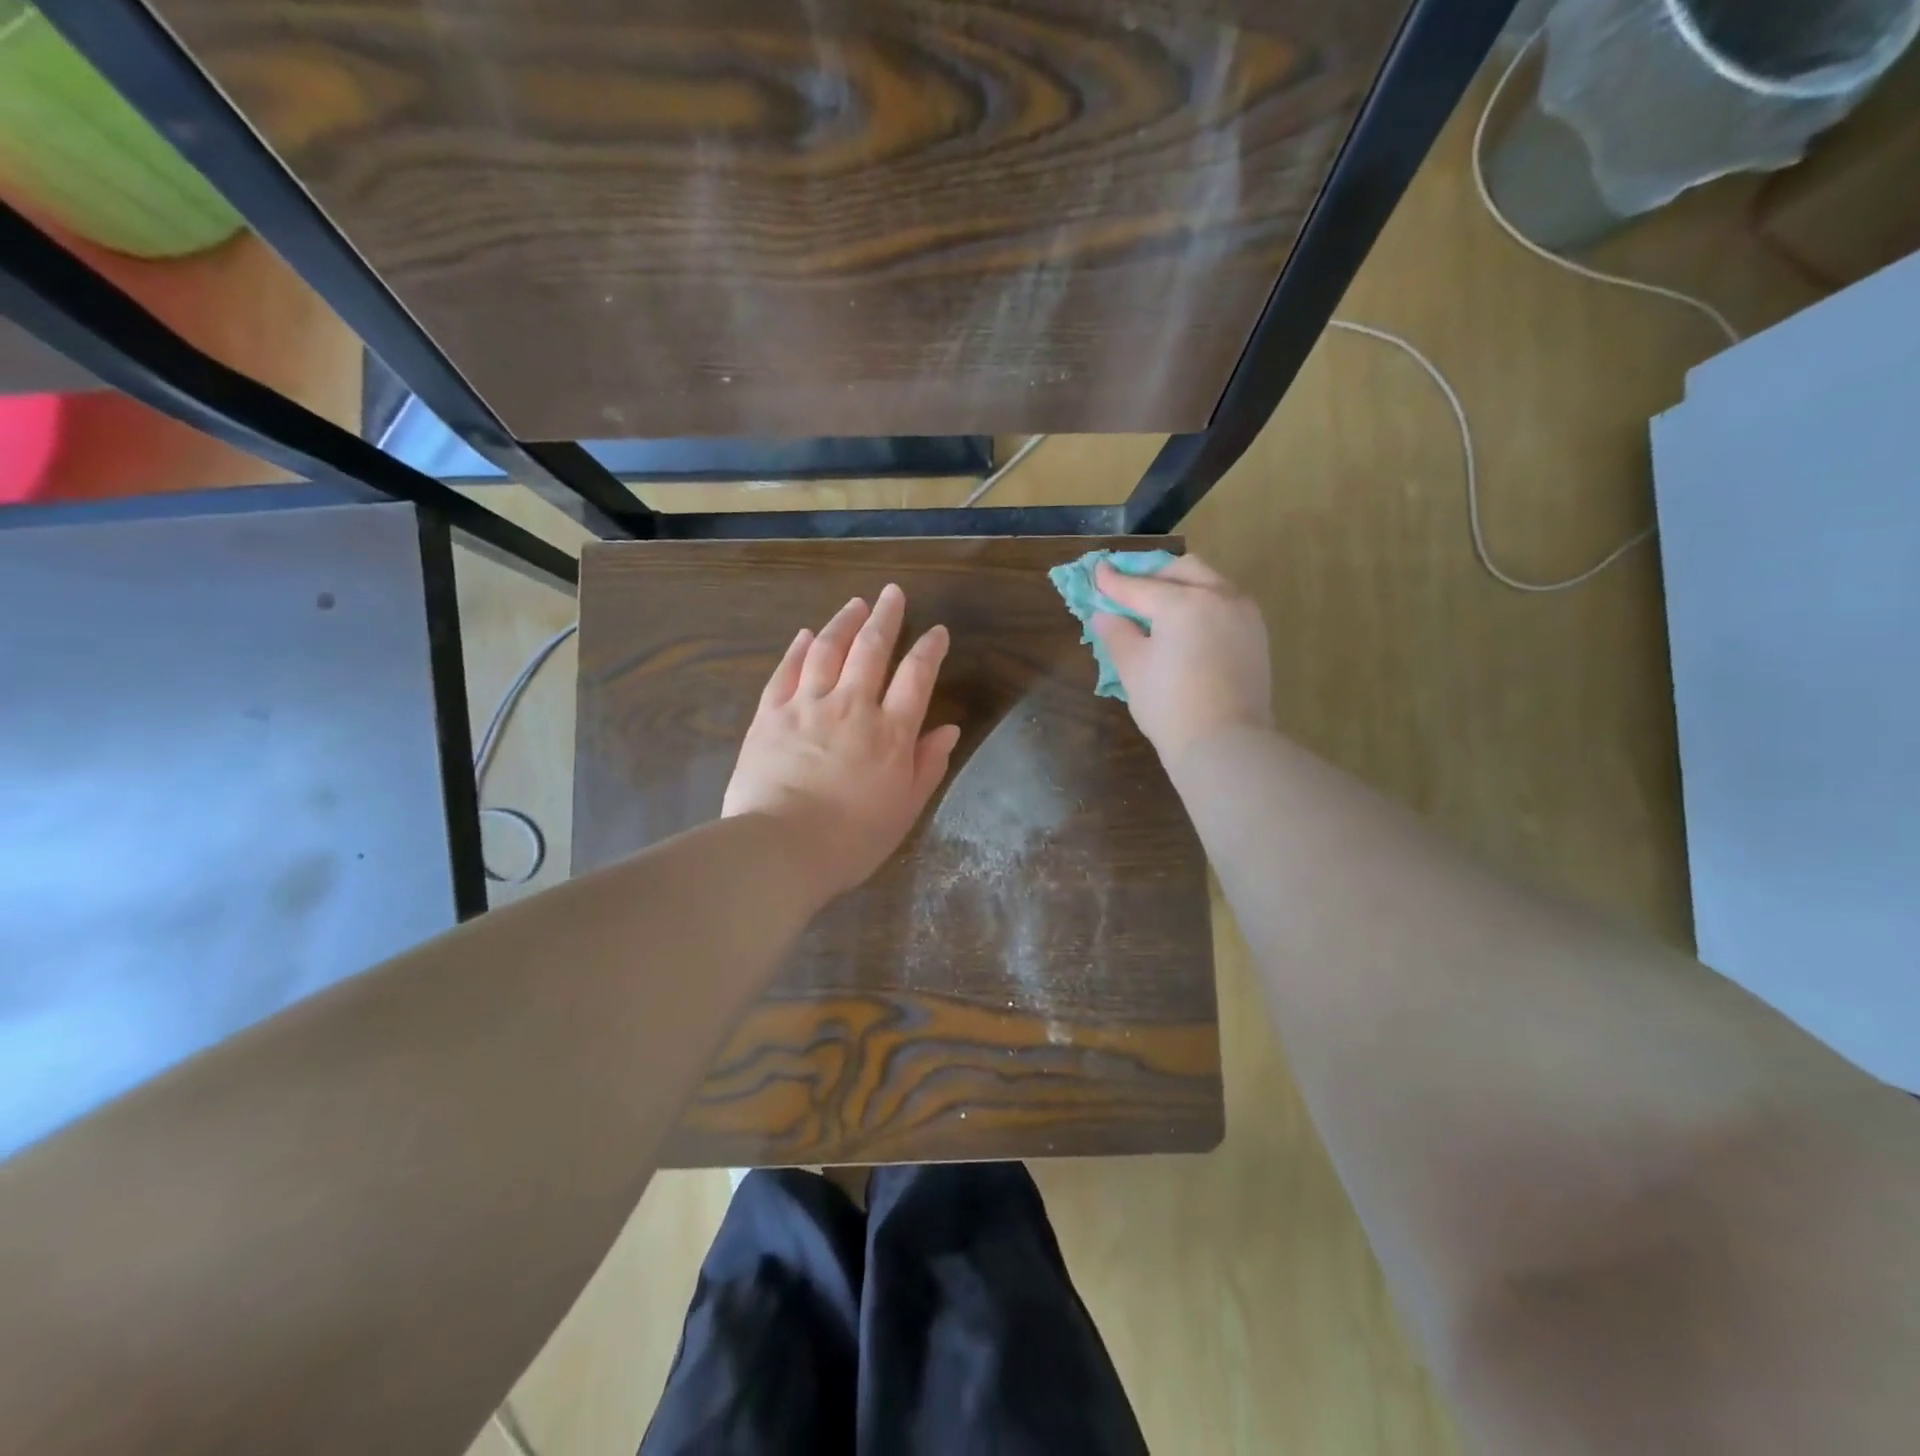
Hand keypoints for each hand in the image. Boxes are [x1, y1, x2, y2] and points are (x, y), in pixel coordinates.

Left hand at [723, 584, 961, 900]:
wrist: (781, 848)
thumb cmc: (852, 839)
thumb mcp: (904, 809)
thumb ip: (927, 765)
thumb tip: (949, 729)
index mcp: (890, 732)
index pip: (916, 676)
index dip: (929, 649)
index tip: (936, 631)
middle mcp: (851, 706)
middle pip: (871, 649)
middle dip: (886, 617)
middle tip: (892, 592)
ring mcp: (807, 705)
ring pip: (828, 649)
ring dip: (844, 622)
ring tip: (855, 604)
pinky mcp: (770, 714)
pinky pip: (786, 671)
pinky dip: (798, 649)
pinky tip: (805, 635)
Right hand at [1092, 554, 1272, 764]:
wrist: (1225, 742)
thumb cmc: (1169, 706)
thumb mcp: (1133, 668)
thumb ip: (1118, 634)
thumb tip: (1106, 616)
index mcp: (1183, 602)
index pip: (1140, 587)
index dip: (1114, 582)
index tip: (1098, 572)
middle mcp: (1218, 596)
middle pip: (1183, 571)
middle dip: (1155, 576)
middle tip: (1132, 592)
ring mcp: (1244, 614)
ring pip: (1210, 583)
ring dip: (1183, 587)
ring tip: (1161, 609)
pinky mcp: (1257, 634)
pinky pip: (1226, 604)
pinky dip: (1204, 604)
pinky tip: (1189, 626)